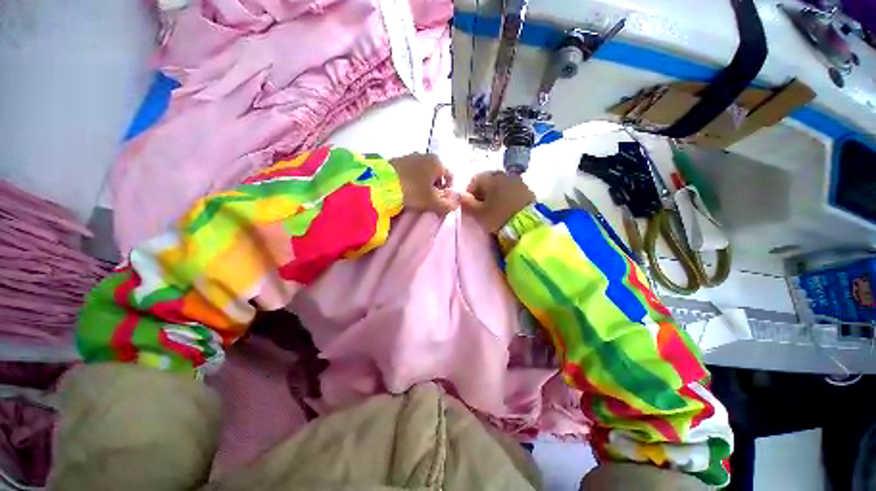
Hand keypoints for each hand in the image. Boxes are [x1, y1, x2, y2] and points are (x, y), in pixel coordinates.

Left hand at [390, 154, 456, 215]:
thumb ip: (447, 205)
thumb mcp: (432, 202)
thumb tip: (455, 205)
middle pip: (436, 174)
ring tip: (416, 197)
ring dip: (423, 185)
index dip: (448, 191)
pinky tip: (406, 190)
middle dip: (435, 188)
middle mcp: (425, 155)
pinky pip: (411, 172)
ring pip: (423, 173)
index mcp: (437, 162)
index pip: (450, 176)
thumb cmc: (412, 191)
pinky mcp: (398, 160)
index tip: (440, 201)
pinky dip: (412, 181)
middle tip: (429, 201)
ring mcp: (410, 156)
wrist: (381, 183)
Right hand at [460, 171, 534, 232]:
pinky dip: (506, 195)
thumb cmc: (498, 217)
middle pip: (488, 180)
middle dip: (482, 192)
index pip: (474, 180)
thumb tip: (460, 195)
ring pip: (500, 184)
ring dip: (494, 193)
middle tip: (481, 206)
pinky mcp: (527, 189)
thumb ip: (468, 203)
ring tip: (494, 207)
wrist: (527, 225)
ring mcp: (517, 181)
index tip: (470, 205)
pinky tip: (506, 207)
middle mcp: (504, 175)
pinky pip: (511, 189)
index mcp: (491, 178)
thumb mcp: (479, 213)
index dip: (469, 192)